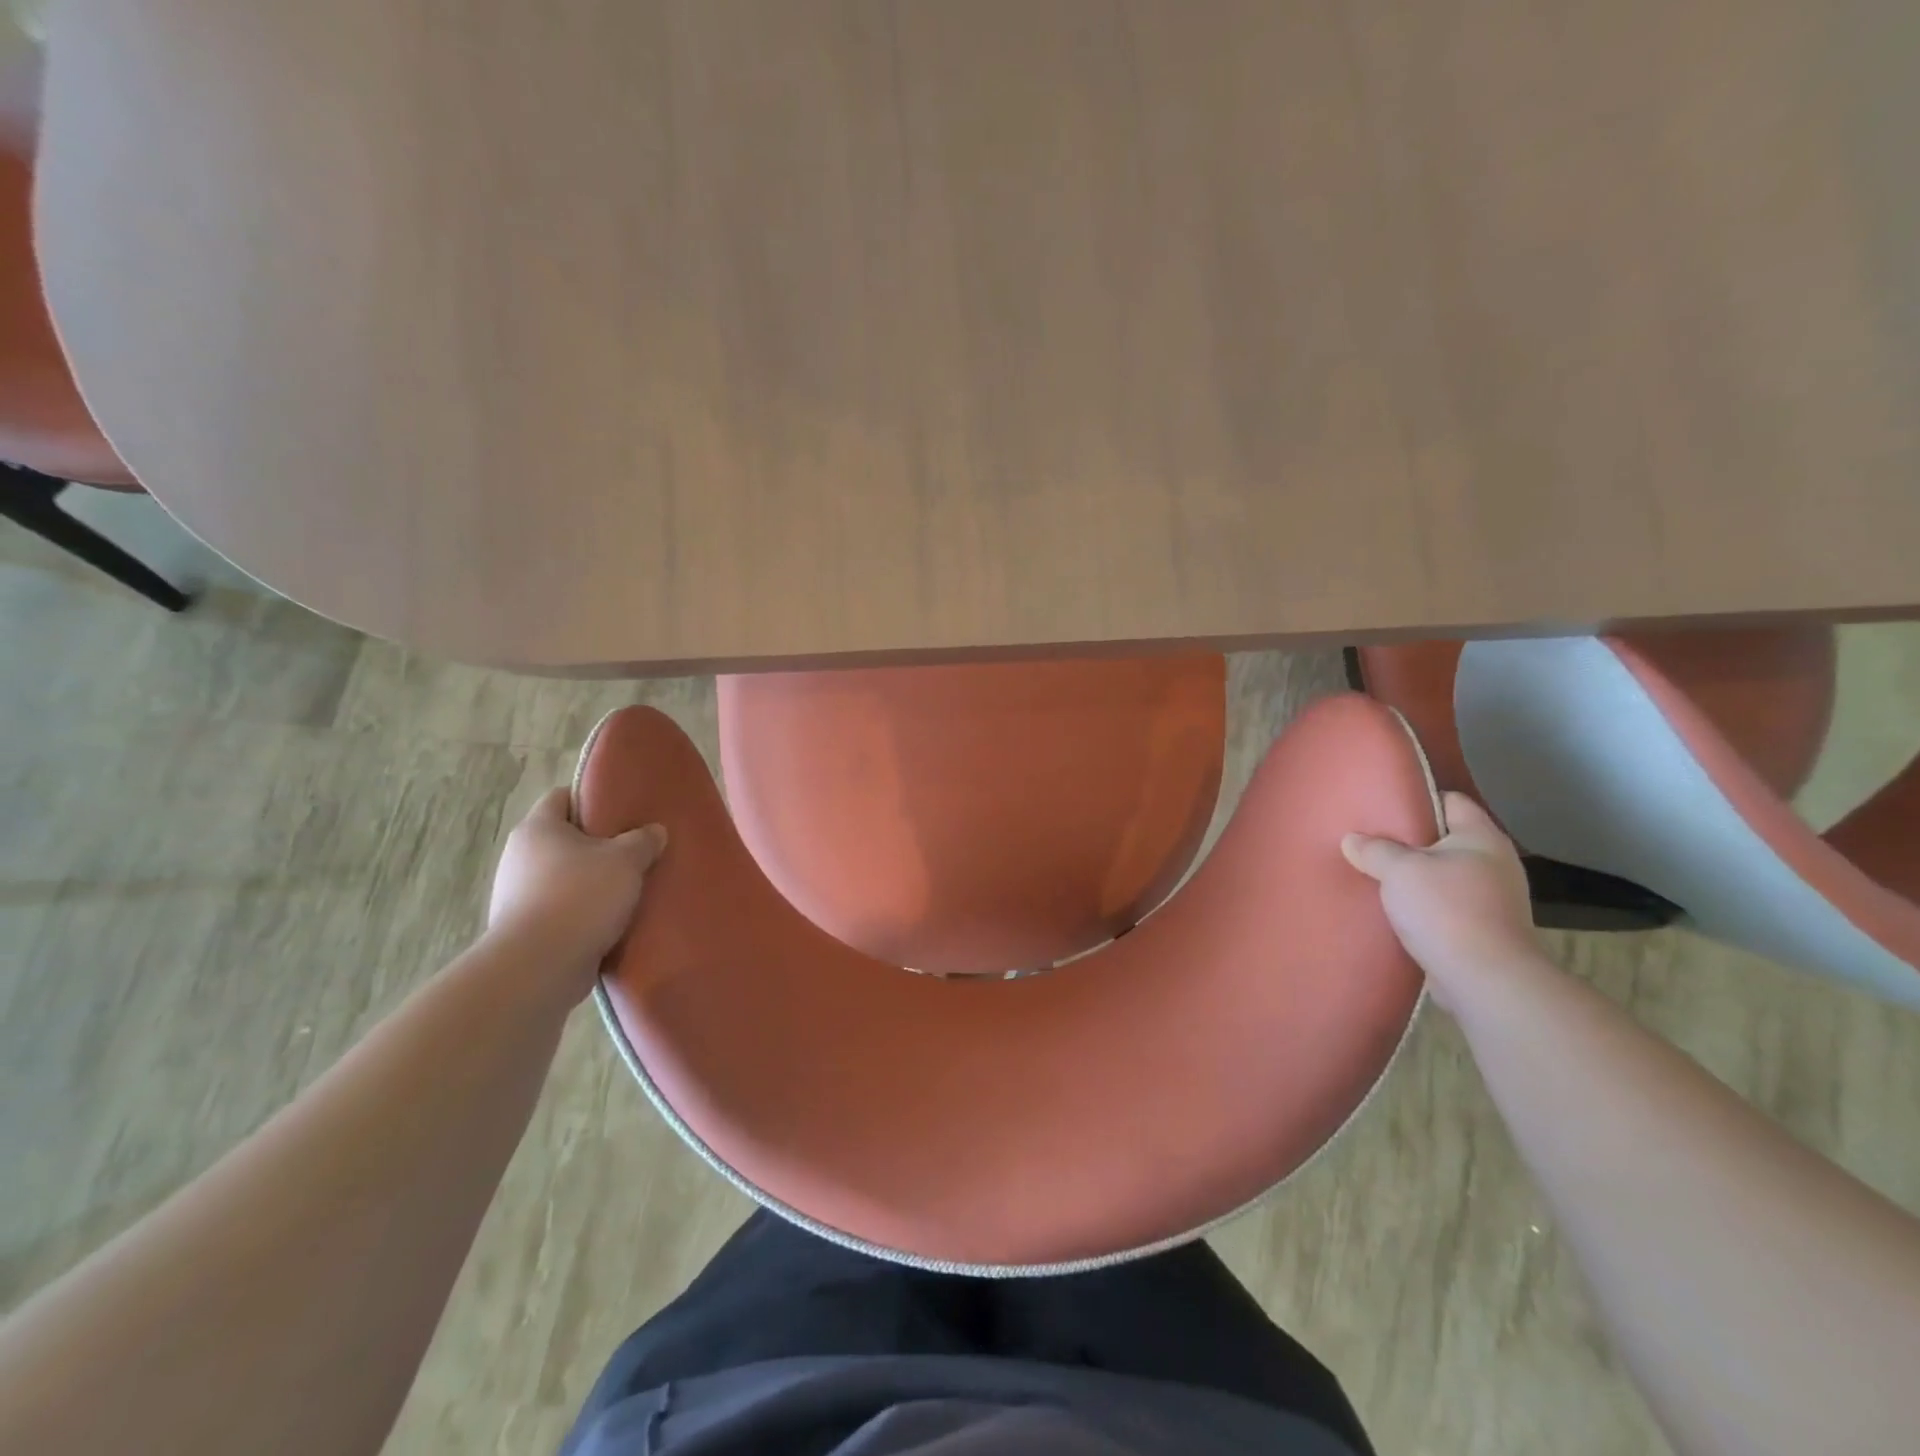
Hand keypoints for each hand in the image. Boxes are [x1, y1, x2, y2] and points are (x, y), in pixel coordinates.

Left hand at [487, 787, 666, 985]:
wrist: (539, 966)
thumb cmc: (580, 897)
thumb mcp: (625, 860)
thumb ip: (643, 840)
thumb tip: (654, 831)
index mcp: (538, 828)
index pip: (562, 796)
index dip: (592, 797)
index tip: (623, 808)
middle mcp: (520, 856)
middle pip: (565, 838)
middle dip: (598, 844)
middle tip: (635, 849)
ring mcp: (517, 894)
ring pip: (564, 876)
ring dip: (592, 881)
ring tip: (629, 887)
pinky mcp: (524, 928)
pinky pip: (560, 908)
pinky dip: (583, 911)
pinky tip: (612, 920)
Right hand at [1342, 792, 1537, 1008]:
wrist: (1485, 979)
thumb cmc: (1445, 909)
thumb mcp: (1399, 870)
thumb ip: (1374, 850)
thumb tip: (1352, 840)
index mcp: (1482, 838)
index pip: (1451, 801)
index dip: (1418, 799)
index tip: (1383, 803)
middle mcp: (1495, 863)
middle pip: (1446, 839)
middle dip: (1411, 841)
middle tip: (1371, 840)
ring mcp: (1494, 899)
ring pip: (1445, 875)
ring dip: (1416, 877)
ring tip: (1377, 875)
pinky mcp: (1484, 930)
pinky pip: (1447, 905)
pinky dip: (1424, 905)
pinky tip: (1395, 908)